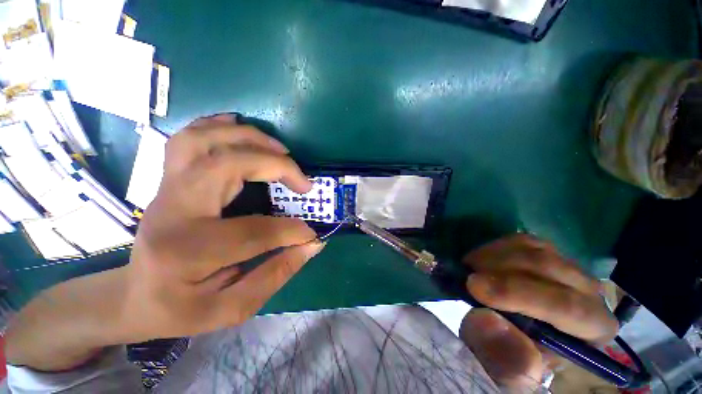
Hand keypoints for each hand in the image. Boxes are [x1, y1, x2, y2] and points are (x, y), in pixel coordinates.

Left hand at [123, 114, 323, 338]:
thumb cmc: (180, 308)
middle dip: (276, 166)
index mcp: (186, 252)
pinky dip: (219, 126)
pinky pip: (189, 137)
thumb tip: (312, 245)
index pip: (254, 232)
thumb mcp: (229, 309)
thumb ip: (275, 275)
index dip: (292, 231)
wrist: (133, 295)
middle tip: (303, 182)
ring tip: (281, 151)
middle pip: (226, 166)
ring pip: (204, 141)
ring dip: (250, 138)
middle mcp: (172, 211)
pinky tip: (242, 130)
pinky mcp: (168, 180)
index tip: (312, 235)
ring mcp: (165, 189)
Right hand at [459, 234, 617, 390]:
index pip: (568, 307)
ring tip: (470, 268)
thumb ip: (502, 359)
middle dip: (500, 270)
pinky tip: (481, 260)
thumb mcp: (503, 371)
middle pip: (550, 269)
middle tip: (465, 274)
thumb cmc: (512, 357)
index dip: (518, 293)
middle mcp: (590, 293)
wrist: (510, 335)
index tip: (473, 286)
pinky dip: (495, 247)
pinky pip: (522, 240)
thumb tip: (489, 321)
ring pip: (534, 250)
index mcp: (593, 330)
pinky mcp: (545, 252)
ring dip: (494, 256)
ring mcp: (567, 267)